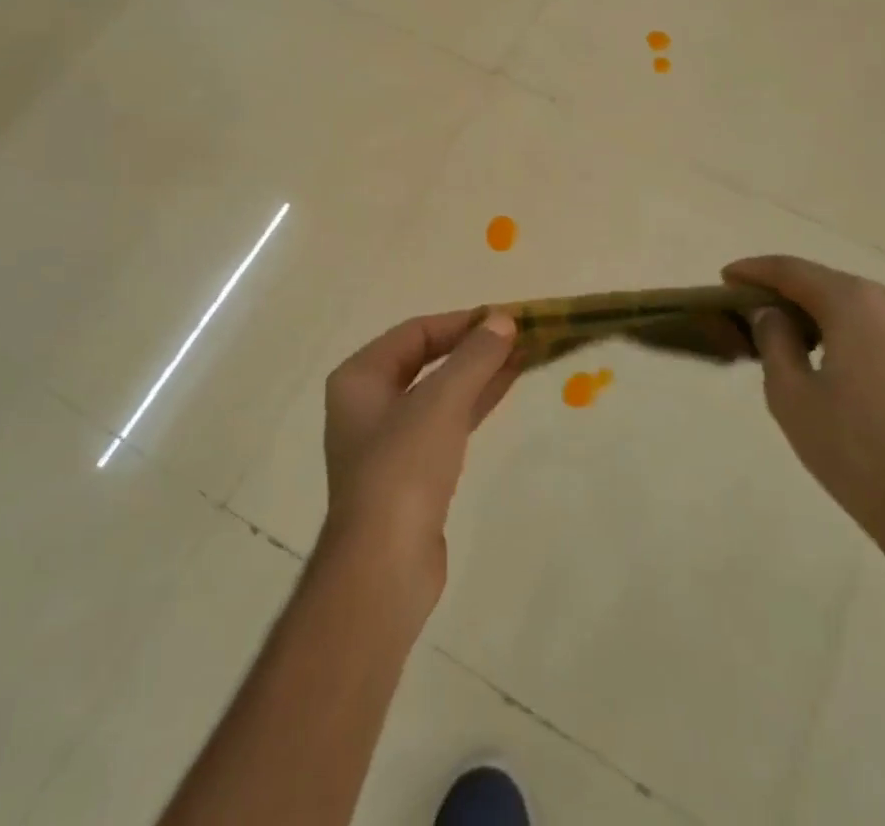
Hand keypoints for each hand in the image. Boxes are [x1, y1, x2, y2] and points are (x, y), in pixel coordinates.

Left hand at [321, 309, 519, 620]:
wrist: (384, 567)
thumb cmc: (403, 468)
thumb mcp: (441, 402)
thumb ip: (474, 357)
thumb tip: (502, 319)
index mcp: (359, 378)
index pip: (415, 332)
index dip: (460, 322)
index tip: (504, 318)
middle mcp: (369, 403)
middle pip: (427, 359)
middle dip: (472, 347)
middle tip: (518, 335)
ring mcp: (390, 440)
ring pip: (441, 391)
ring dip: (479, 372)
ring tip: (524, 354)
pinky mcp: (412, 472)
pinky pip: (447, 421)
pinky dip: (475, 401)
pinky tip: (506, 386)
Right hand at [724, 255, 884, 561]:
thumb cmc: (855, 452)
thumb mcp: (790, 395)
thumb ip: (773, 339)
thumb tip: (772, 313)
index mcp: (856, 303)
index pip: (793, 271)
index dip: (754, 271)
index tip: (726, 277)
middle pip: (830, 285)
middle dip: (791, 294)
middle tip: (757, 311)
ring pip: (864, 309)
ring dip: (828, 316)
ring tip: (800, 340)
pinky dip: (861, 338)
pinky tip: (848, 368)